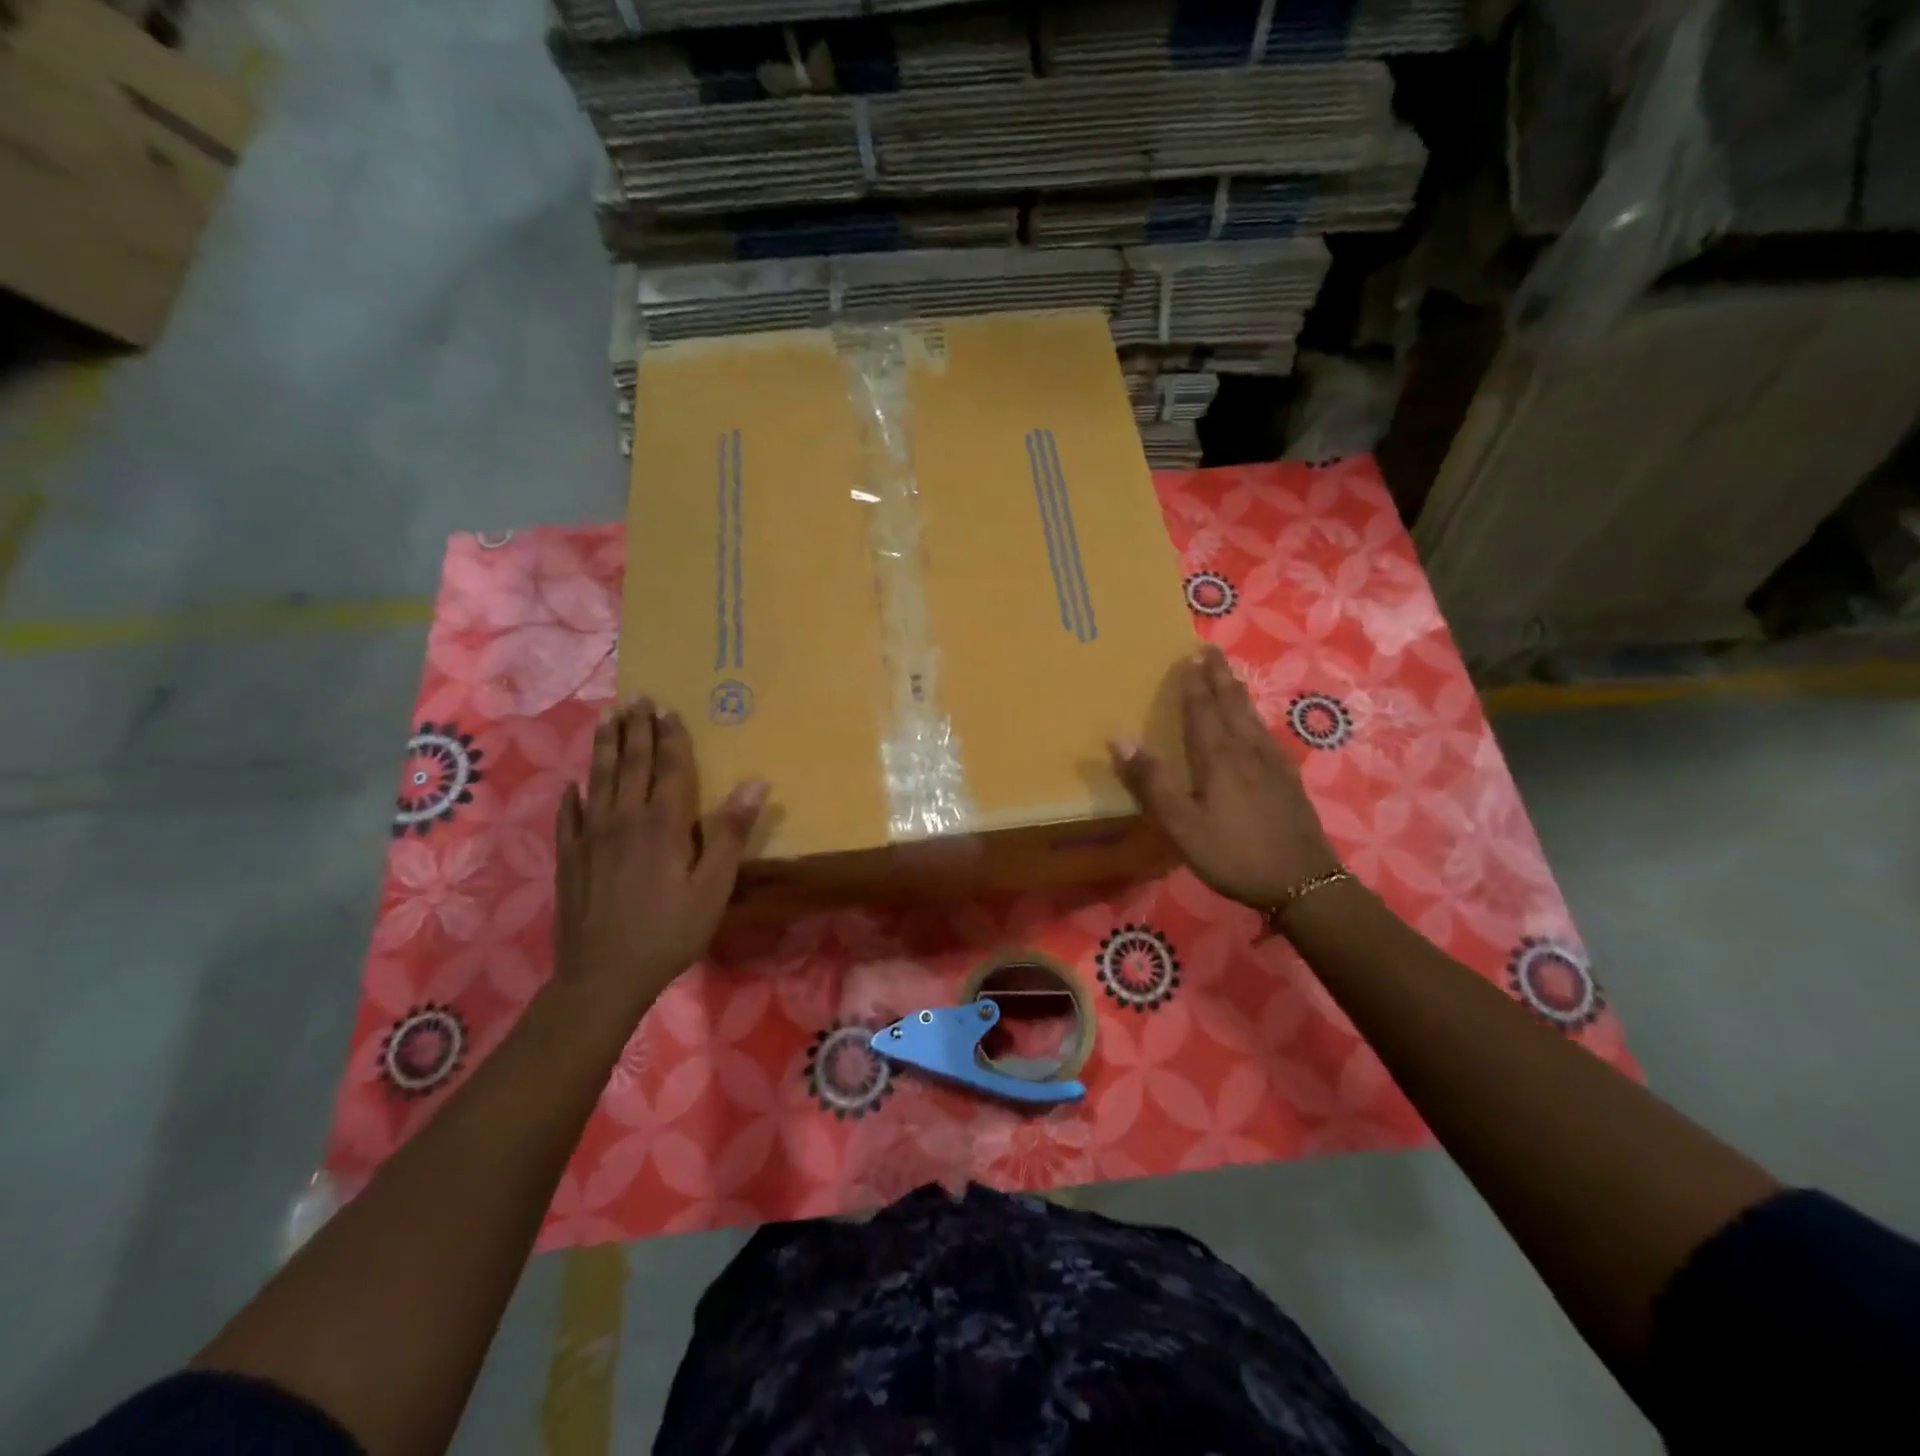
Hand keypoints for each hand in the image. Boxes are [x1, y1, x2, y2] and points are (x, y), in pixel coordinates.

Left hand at [552, 697, 766, 1018]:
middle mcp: (624, 819)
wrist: (603, 975)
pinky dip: (572, 796)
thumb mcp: (713, 886)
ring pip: (599, 780)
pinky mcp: (570, 859)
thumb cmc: (670, 930)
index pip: (670, 768)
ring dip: (605, 747)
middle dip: (636, 730)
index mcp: (663, 823)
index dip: (671, 738)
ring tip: (607, 719)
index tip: (669, 710)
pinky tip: (572, 785)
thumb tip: (755, 782)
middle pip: (632, 765)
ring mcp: (591, 837)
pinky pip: (569, 817)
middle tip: (636, 699)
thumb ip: (729, 832)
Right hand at [1111, 645, 1339, 910]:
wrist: (1303, 883)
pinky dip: (1256, 720)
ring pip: (1251, 718)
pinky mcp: (1289, 781)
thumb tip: (1120, 737)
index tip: (1188, 656)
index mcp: (1217, 758)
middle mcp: (1246, 752)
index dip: (1193, 684)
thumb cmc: (1233, 854)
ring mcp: (1273, 765)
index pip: (1201, 711)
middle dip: (1218, 677)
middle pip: (1231, 705)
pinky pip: (1267, 736)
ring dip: (1237, 693)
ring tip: (1229, 676)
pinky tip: (1258, 726)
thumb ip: (1152, 782)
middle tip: (1211, 649)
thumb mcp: (1182, 824)